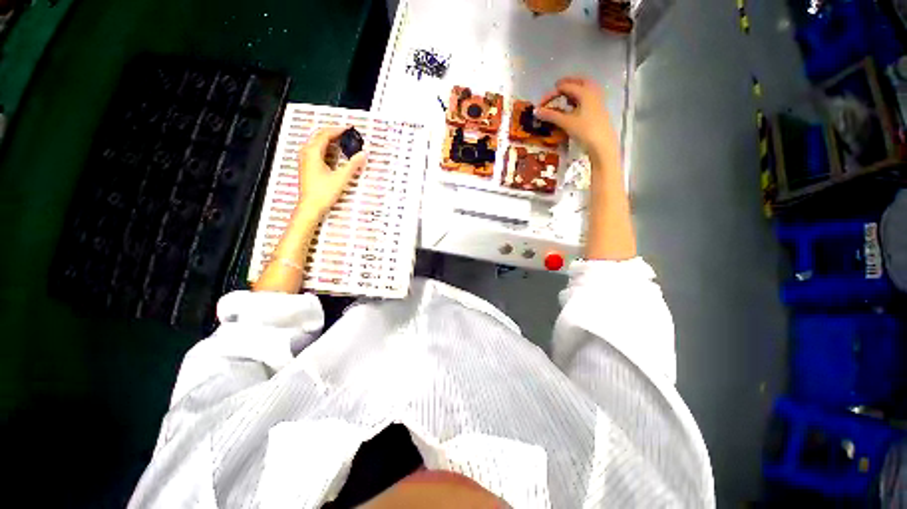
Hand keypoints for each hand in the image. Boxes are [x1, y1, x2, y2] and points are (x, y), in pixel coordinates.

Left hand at [297, 126, 365, 215]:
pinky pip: (317, 151)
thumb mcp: (341, 178)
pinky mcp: (308, 167)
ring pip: (317, 143)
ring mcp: (305, 160)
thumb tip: (363, 154)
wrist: (310, 207)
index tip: (349, 128)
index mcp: (312, 152)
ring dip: (330, 140)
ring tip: (343, 141)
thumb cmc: (323, 192)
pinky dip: (327, 148)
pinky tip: (335, 153)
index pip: (325, 134)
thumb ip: (353, 165)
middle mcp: (306, 153)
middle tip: (347, 133)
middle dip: (334, 133)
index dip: (338, 129)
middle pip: (320, 136)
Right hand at [536, 76, 617, 163]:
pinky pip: (588, 96)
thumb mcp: (566, 123)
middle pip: (578, 81)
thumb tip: (536, 111)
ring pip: (585, 88)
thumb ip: (551, 115)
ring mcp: (597, 100)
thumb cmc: (585, 131)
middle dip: (566, 83)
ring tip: (564, 96)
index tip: (541, 103)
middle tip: (556, 87)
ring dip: (574, 89)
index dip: (551, 94)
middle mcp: (593, 91)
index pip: (565, 87)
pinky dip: (579, 97)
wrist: (602, 144)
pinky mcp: (598, 109)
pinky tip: (574, 106)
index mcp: (585, 91)